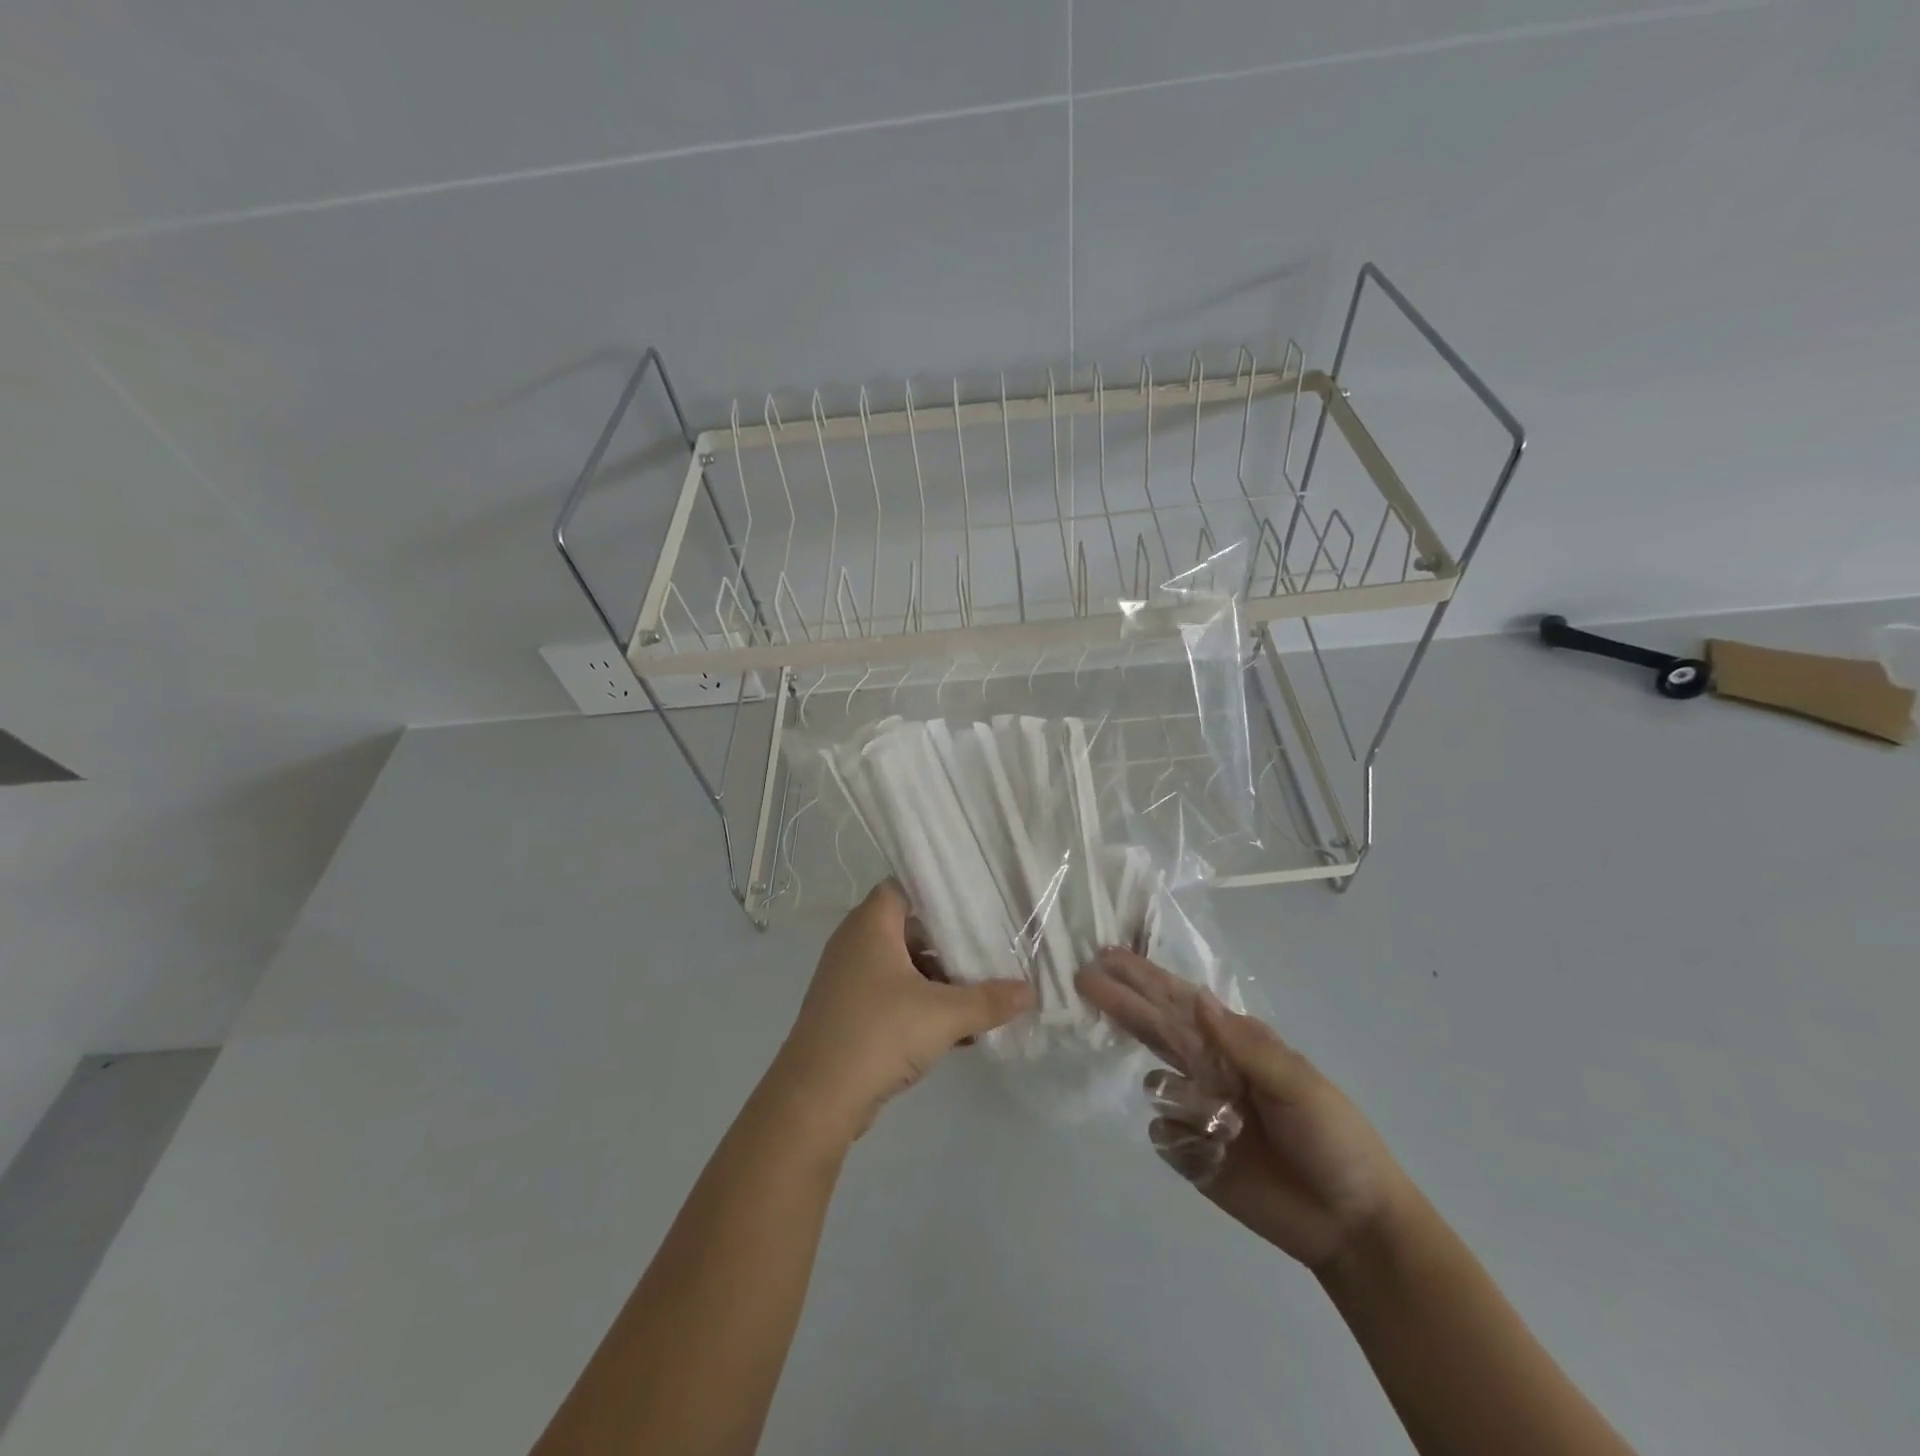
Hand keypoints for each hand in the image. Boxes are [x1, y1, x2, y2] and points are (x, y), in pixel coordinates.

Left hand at [771, 881, 1034, 1143]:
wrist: (816, 1099)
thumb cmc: (879, 1034)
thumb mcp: (943, 1015)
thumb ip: (989, 1000)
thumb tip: (1030, 991)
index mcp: (870, 925)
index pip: (906, 887)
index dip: (940, 894)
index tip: (978, 905)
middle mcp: (855, 943)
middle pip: (910, 929)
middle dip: (949, 945)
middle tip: (989, 952)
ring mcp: (849, 979)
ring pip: (904, 967)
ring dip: (939, 982)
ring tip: (980, 998)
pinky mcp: (850, 1012)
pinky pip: (893, 997)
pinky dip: (922, 1007)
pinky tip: (960, 1034)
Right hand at [1076, 948, 1410, 1271]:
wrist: (1351, 1225)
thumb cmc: (1333, 1139)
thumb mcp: (1297, 1084)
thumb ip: (1242, 1045)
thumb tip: (1198, 998)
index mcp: (1235, 1044)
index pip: (1179, 1002)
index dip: (1143, 978)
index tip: (1107, 956)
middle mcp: (1210, 1069)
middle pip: (1154, 1030)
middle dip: (1121, 1002)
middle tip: (1082, 977)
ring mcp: (1198, 1112)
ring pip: (1156, 1085)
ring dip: (1177, 1097)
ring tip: (1226, 1124)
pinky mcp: (1192, 1155)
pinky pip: (1163, 1135)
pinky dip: (1182, 1140)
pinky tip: (1215, 1154)